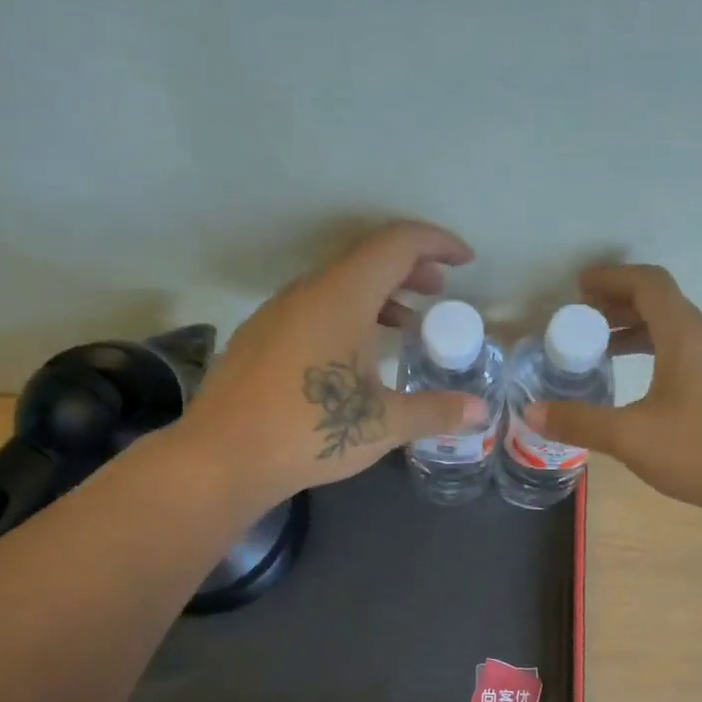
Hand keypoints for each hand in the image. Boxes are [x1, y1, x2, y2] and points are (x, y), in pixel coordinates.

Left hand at [178, 221, 488, 502]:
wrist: (221, 458)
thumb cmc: (309, 432)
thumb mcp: (383, 424)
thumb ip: (435, 411)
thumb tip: (480, 413)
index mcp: (341, 297)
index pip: (396, 244)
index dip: (436, 243)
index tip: (465, 261)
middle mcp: (307, 292)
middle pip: (367, 258)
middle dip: (410, 268)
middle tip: (440, 292)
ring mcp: (277, 312)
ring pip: (338, 284)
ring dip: (379, 294)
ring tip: (406, 323)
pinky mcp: (261, 337)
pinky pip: (315, 307)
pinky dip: (349, 314)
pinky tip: (357, 354)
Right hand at [525, 265, 701, 518]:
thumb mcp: (631, 437)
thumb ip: (580, 422)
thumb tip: (532, 412)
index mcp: (686, 337)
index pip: (649, 283)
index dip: (612, 278)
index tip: (580, 287)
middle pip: (662, 304)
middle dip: (619, 305)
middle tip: (583, 320)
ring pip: (676, 331)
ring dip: (638, 332)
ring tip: (604, 351)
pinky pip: (689, 354)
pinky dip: (658, 354)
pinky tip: (642, 387)